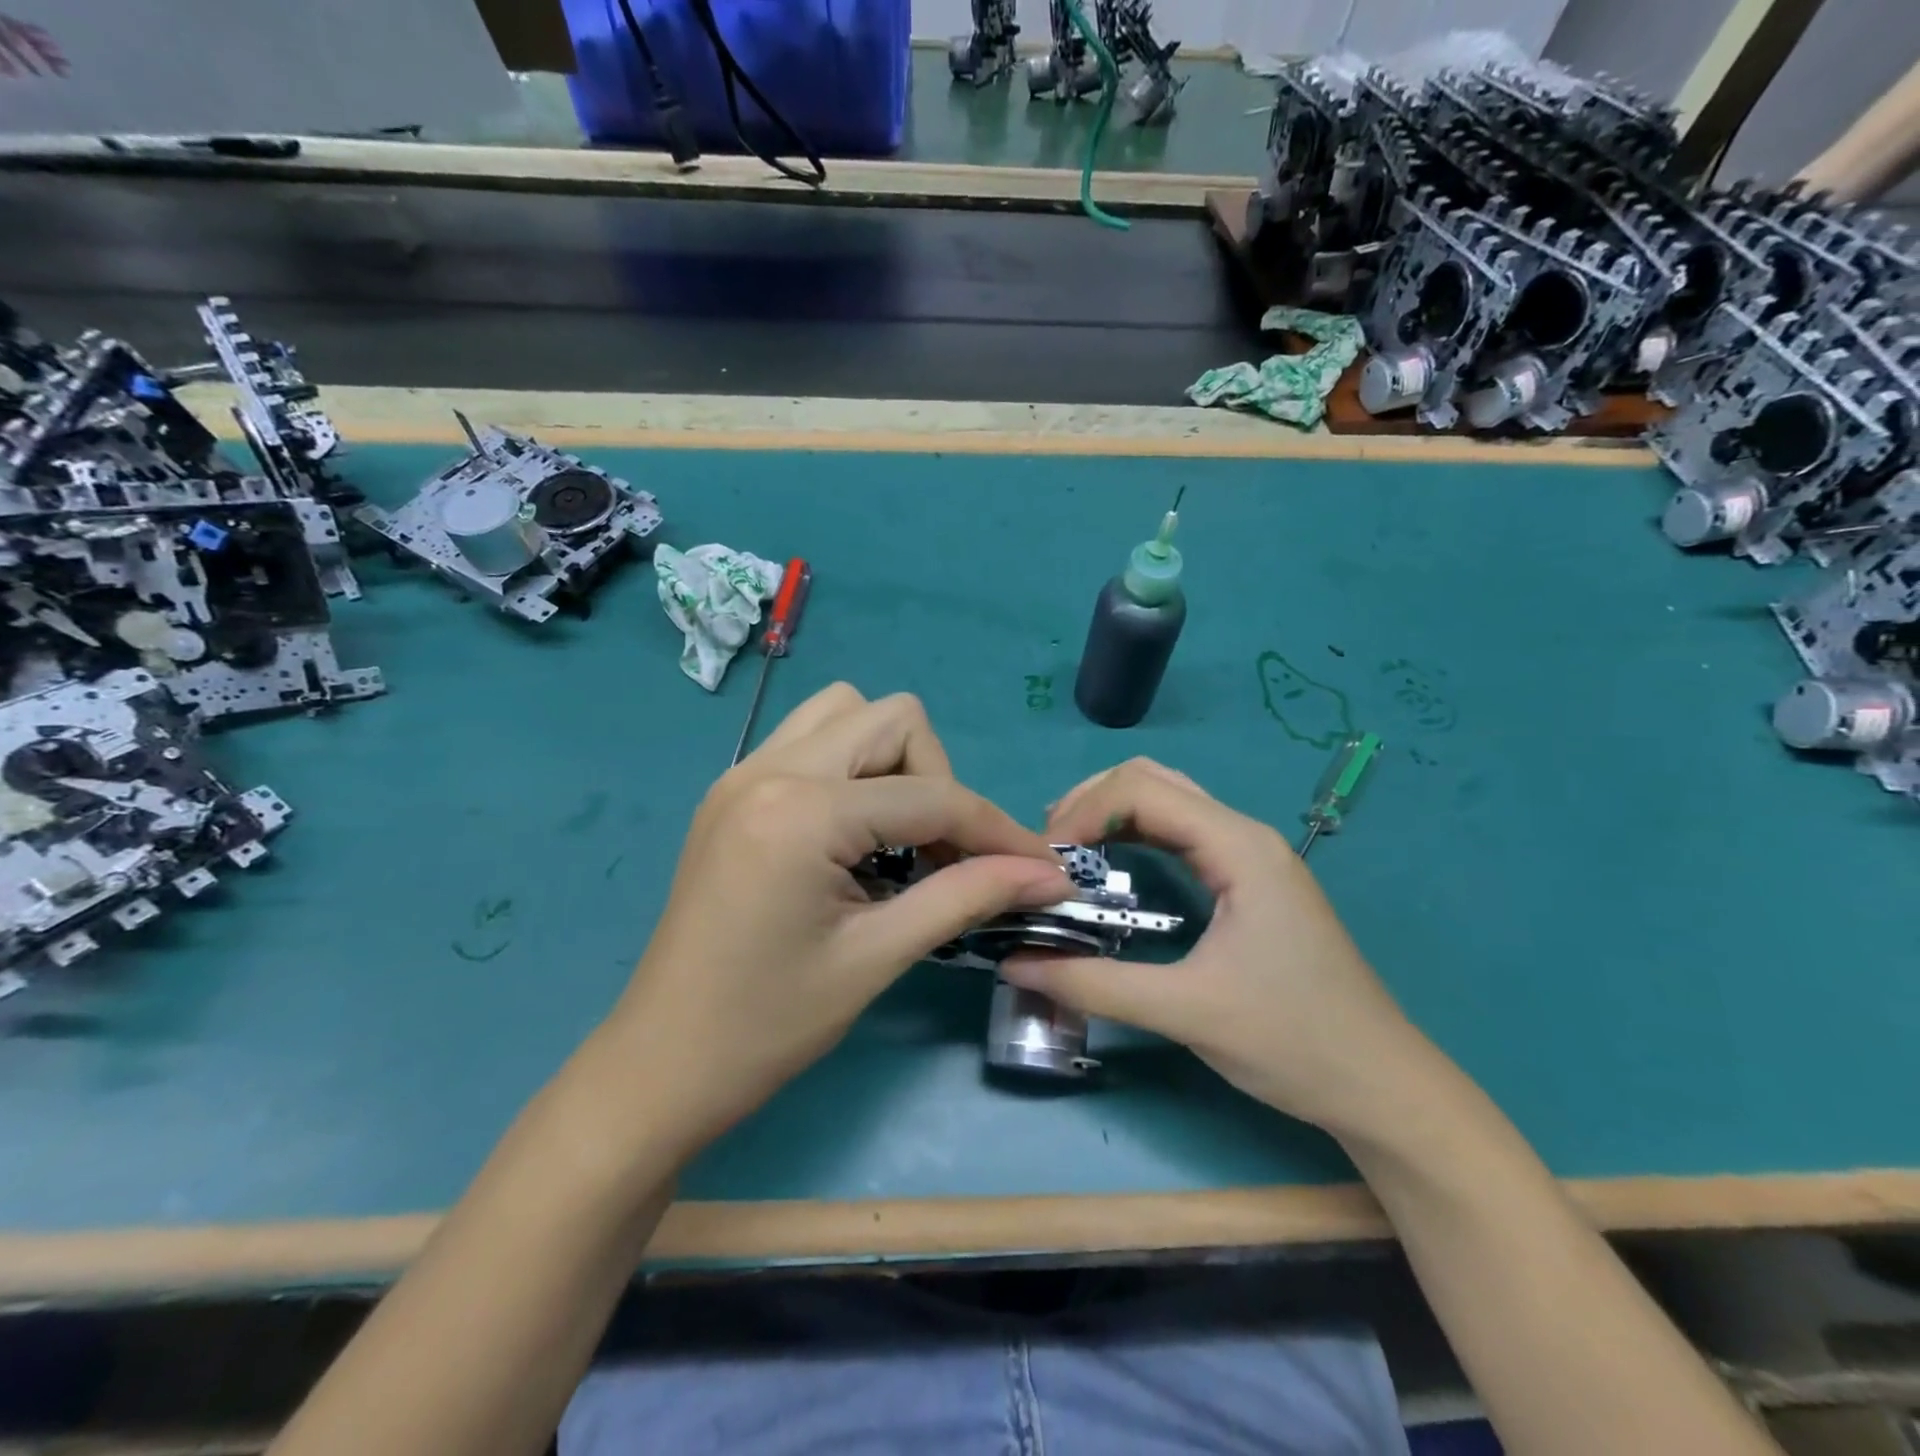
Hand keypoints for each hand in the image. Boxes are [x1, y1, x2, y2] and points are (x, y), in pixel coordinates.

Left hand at [610, 684, 1067, 1152]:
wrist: (661, 1064)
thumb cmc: (768, 1025)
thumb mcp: (877, 957)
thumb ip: (968, 897)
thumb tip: (1049, 874)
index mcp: (801, 812)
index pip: (931, 795)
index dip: (997, 830)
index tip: (1041, 867)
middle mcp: (769, 768)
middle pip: (894, 719)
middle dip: (938, 780)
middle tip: (943, 855)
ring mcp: (743, 771)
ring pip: (848, 713)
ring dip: (893, 762)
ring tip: (898, 836)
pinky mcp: (733, 789)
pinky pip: (812, 739)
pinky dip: (852, 768)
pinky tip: (854, 834)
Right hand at [1000, 758, 1423, 1135]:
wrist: (1382, 1086)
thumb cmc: (1293, 1042)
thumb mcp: (1186, 1012)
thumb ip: (1094, 985)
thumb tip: (1014, 963)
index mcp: (1239, 847)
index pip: (1141, 791)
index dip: (1082, 814)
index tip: (1042, 863)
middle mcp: (1243, 834)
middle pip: (1150, 780)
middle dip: (1089, 803)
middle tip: (1047, 852)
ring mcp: (1249, 854)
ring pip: (1165, 801)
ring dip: (1109, 815)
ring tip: (1065, 855)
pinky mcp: (1247, 878)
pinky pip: (1178, 832)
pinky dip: (1133, 836)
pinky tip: (1108, 868)